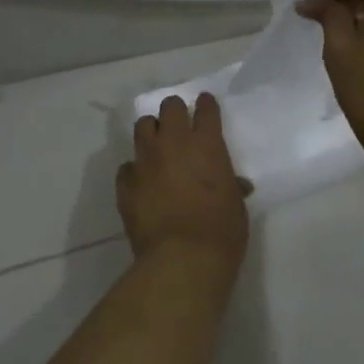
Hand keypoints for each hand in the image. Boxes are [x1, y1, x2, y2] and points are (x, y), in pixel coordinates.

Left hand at [117, 93, 249, 262]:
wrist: (182, 258)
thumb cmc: (221, 231)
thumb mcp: (236, 205)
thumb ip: (231, 186)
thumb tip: (237, 185)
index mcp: (207, 144)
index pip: (205, 109)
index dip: (205, 105)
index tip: (204, 105)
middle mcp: (174, 143)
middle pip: (170, 108)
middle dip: (174, 113)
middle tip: (179, 126)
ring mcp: (146, 160)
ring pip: (143, 126)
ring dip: (152, 132)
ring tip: (157, 147)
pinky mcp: (126, 182)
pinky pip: (127, 166)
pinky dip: (135, 170)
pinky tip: (142, 183)